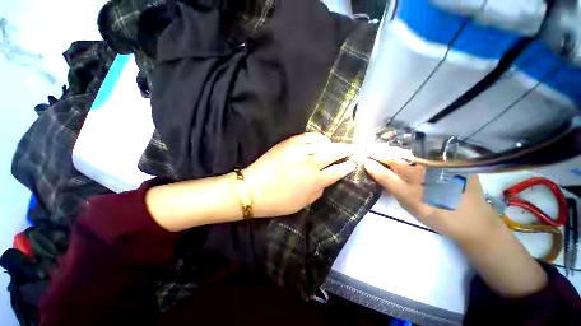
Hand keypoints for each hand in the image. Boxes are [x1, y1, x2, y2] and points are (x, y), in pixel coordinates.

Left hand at [243, 133, 355, 217]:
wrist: (253, 190)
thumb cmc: (278, 202)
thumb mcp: (302, 204)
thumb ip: (318, 191)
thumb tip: (325, 180)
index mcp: (315, 181)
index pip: (338, 171)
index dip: (347, 166)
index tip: (352, 163)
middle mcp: (311, 163)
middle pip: (334, 152)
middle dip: (346, 150)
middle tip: (353, 148)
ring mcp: (300, 151)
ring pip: (323, 142)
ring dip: (332, 143)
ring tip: (335, 144)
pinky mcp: (289, 143)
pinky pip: (308, 136)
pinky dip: (317, 137)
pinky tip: (320, 139)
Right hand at [363, 145, 503, 243]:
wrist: (473, 221)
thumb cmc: (437, 218)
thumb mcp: (411, 209)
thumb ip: (395, 191)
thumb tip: (382, 175)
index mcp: (412, 196)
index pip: (385, 176)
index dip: (373, 167)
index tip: (364, 160)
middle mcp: (425, 181)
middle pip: (396, 161)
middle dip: (380, 153)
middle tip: (370, 147)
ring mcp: (440, 170)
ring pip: (411, 155)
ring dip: (394, 150)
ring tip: (384, 146)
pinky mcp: (454, 164)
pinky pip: (428, 154)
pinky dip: (414, 150)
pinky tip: (407, 148)